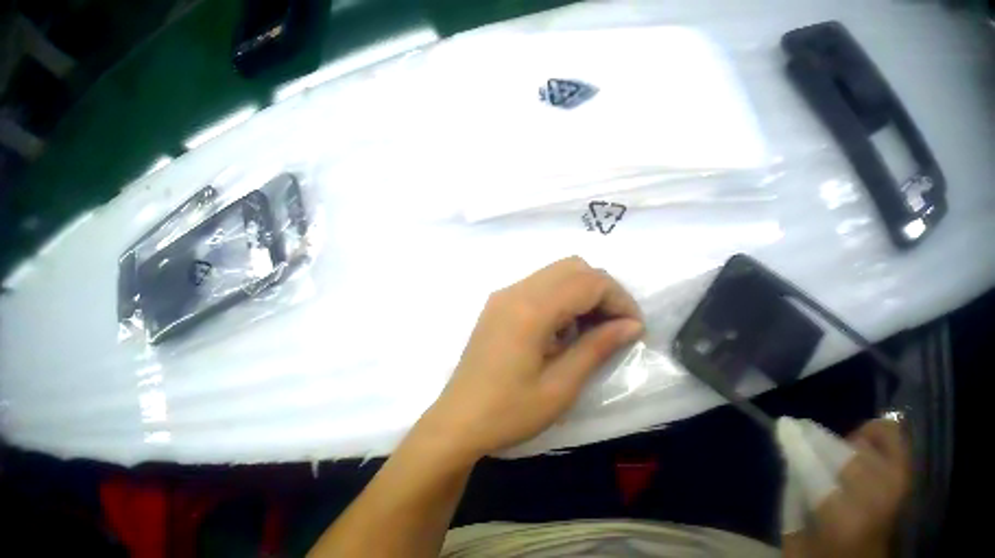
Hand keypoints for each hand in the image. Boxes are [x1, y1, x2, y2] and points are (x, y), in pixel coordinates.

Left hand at [416, 256, 643, 462]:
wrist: (457, 424)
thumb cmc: (510, 413)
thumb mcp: (561, 386)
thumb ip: (597, 347)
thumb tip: (632, 325)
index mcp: (531, 308)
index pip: (590, 281)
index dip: (620, 300)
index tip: (635, 329)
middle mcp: (515, 291)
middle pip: (574, 268)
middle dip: (604, 292)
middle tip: (618, 328)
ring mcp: (502, 298)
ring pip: (556, 274)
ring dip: (583, 294)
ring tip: (595, 333)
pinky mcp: (496, 310)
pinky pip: (538, 288)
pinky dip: (562, 300)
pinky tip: (565, 334)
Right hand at [784, 419, 910, 557]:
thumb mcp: (797, 551)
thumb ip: (793, 512)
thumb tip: (793, 467)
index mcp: (844, 523)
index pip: (820, 473)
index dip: (802, 447)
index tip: (786, 426)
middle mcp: (875, 496)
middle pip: (846, 454)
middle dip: (823, 444)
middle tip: (810, 443)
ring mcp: (895, 479)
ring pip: (868, 440)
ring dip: (848, 444)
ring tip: (838, 456)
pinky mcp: (906, 470)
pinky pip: (893, 432)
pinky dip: (876, 431)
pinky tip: (863, 445)